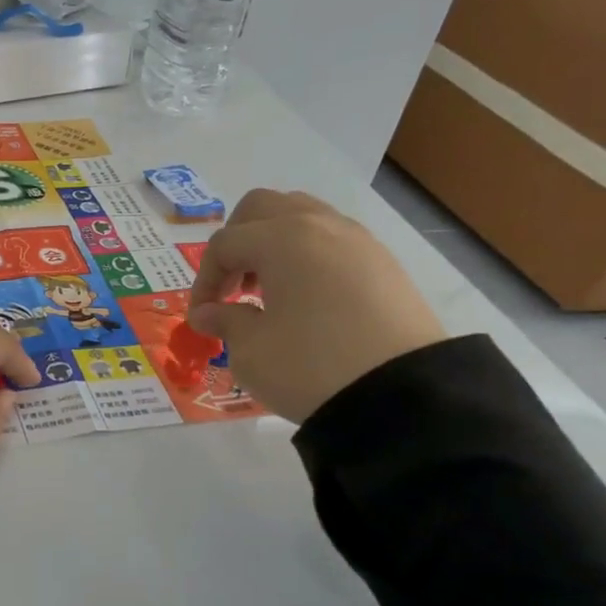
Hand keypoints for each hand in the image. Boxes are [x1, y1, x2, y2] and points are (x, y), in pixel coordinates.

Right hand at [186, 190, 445, 422]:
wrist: (404, 397)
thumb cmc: (310, 367)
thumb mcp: (251, 351)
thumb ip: (225, 322)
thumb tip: (208, 313)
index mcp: (281, 239)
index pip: (224, 244)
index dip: (204, 279)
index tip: (202, 316)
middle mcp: (319, 226)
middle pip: (262, 208)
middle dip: (237, 241)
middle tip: (232, 285)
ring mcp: (358, 241)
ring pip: (302, 215)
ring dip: (273, 243)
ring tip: (269, 288)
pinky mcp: (384, 264)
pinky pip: (333, 240)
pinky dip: (308, 256)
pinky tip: (306, 299)